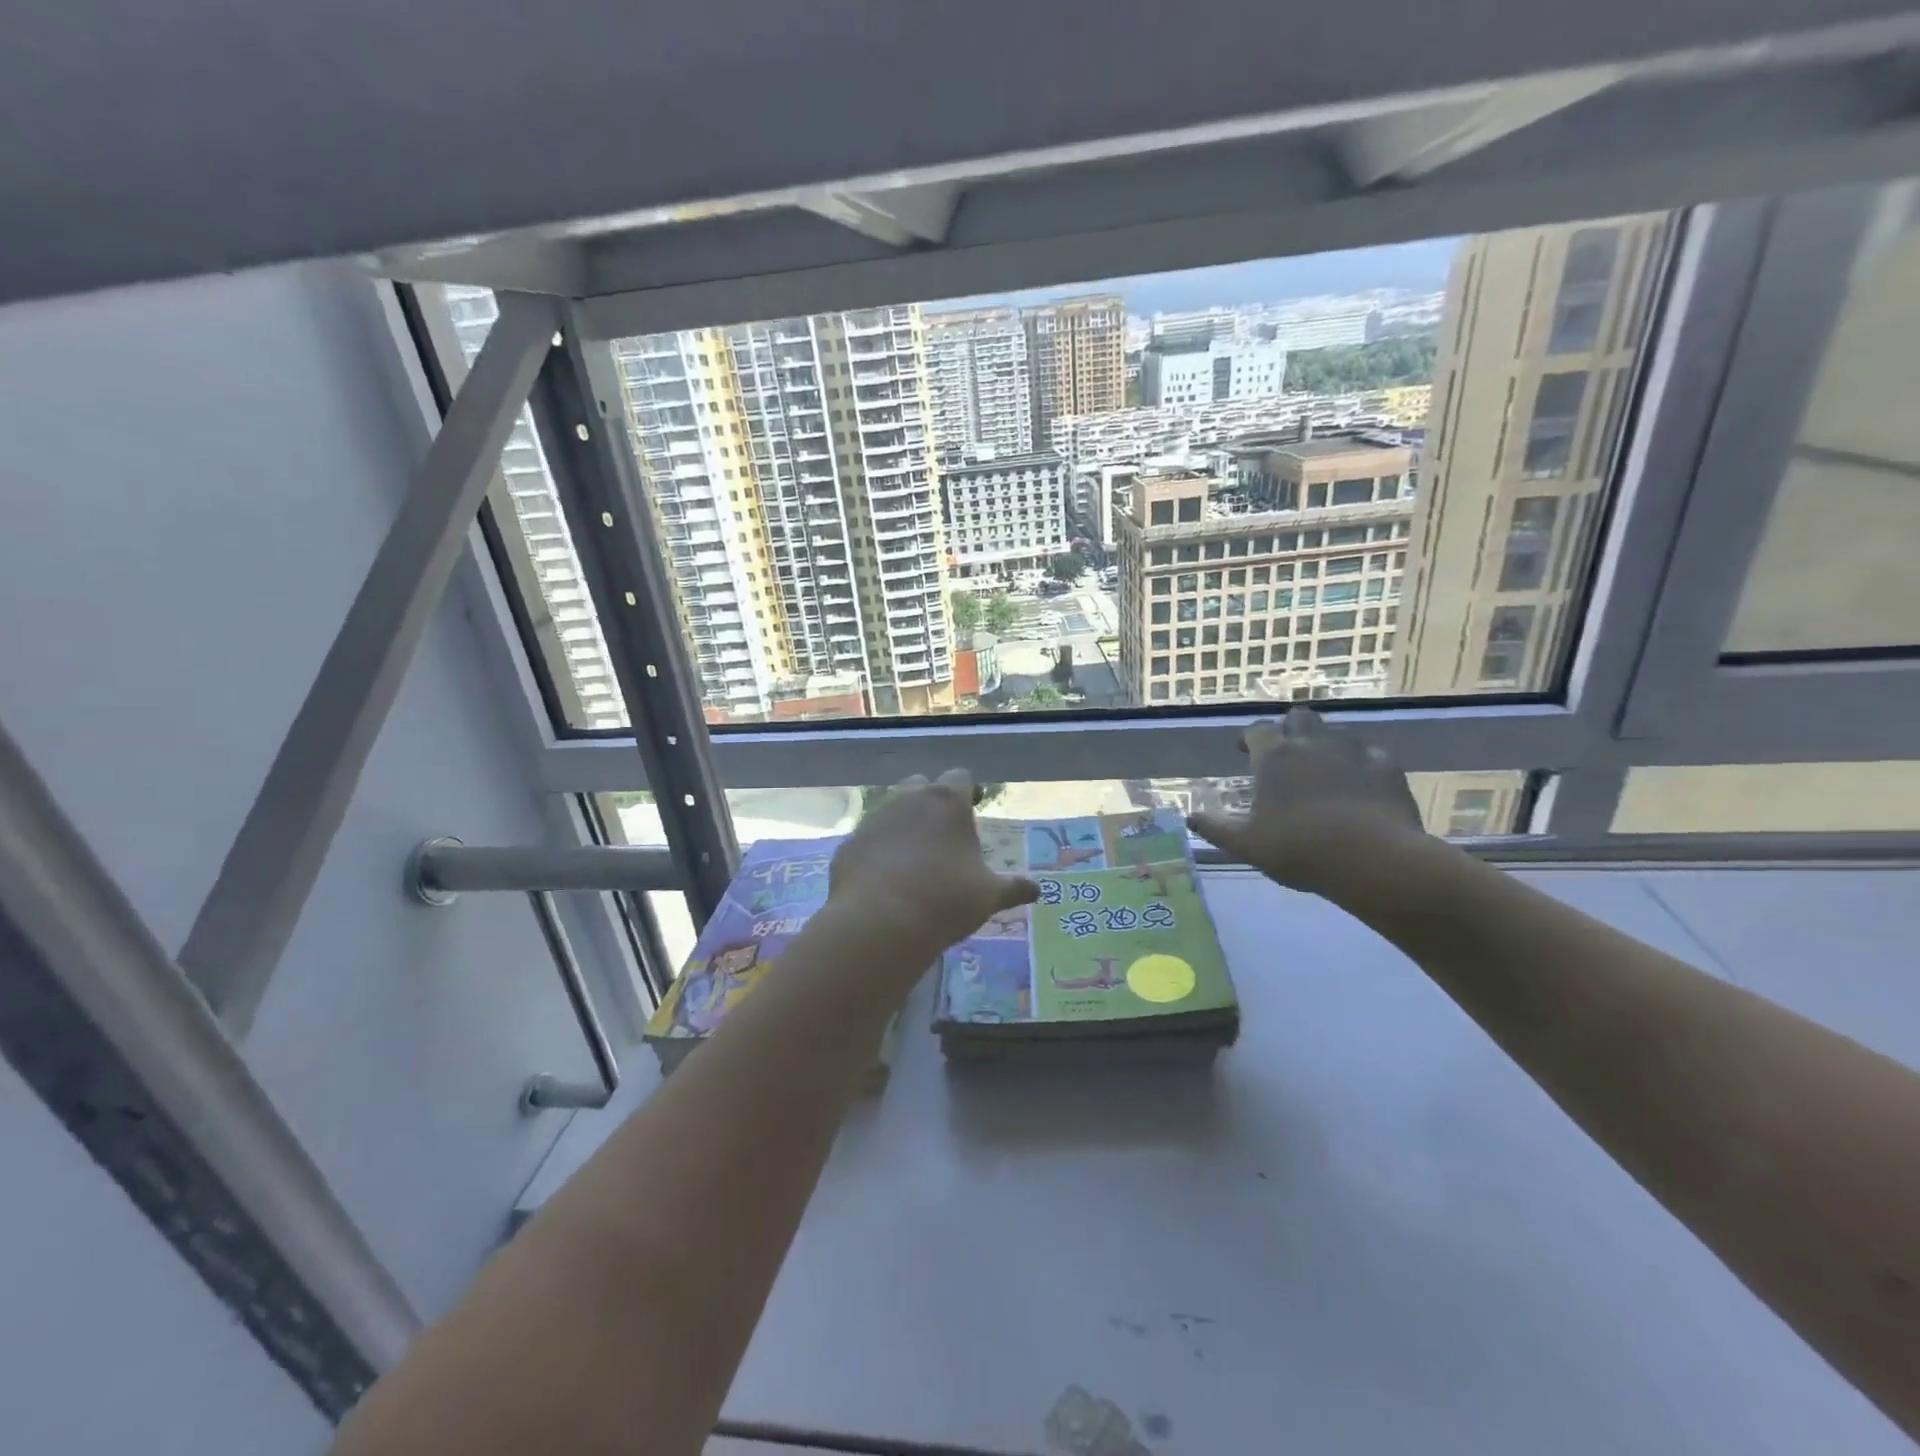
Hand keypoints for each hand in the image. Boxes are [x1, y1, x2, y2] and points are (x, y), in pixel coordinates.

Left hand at [829, 770, 1039, 963]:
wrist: (881, 922)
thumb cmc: (946, 900)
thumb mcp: (989, 896)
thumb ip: (1013, 888)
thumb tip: (1038, 890)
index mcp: (947, 801)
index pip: (960, 777)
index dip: (968, 790)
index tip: (974, 806)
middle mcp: (908, 799)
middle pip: (922, 785)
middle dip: (932, 800)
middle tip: (943, 830)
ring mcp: (874, 819)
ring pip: (891, 809)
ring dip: (904, 824)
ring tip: (914, 856)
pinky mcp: (849, 843)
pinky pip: (869, 839)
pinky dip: (879, 850)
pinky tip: (886, 877)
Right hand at [1186, 708, 1425, 894]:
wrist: (1372, 860)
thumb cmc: (1298, 849)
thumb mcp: (1246, 845)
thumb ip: (1217, 828)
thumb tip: (1191, 817)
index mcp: (1274, 757)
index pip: (1256, 730)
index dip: (1249, 738)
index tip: (1244, 751)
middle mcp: (1311, 743)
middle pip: (1298, 718)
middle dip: (1290, 729)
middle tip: (1285, 753)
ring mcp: (1353, 751)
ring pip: (1336, 731)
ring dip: (1326, 742)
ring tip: (1323, 766)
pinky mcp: (1387, 767)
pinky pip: (1371, 753)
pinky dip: (1362, 761)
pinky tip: (1360, 780)